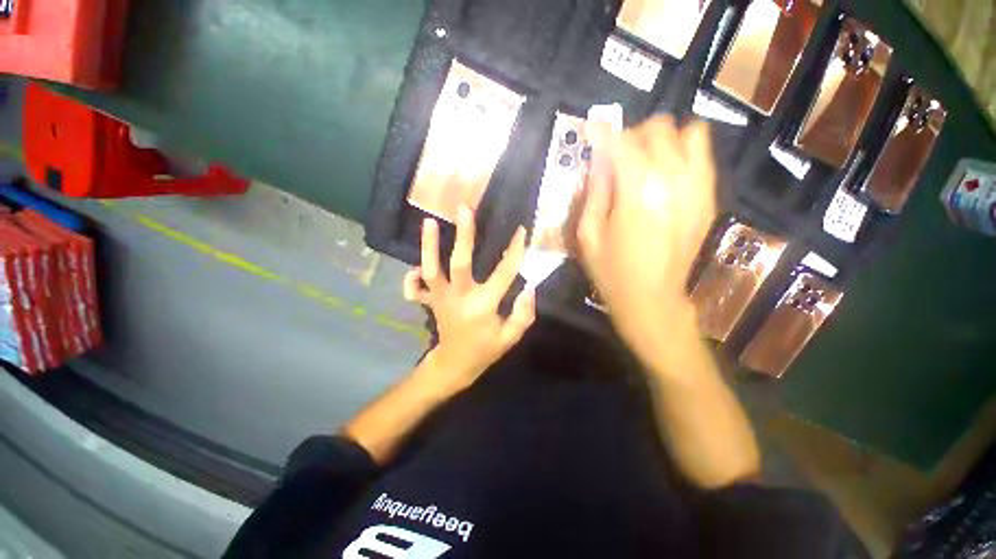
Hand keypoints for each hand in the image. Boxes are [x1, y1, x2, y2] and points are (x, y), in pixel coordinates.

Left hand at [404, 206, 535, 391]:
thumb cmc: (484, 351)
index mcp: (483, 307)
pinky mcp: (429, 301)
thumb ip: (523, 315)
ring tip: (429, 222)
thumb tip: (529, 288)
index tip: (520, 231)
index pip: (502, 274)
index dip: (514, 251)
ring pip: (432, 270)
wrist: (453, 366)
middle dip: (464, 235)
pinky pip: (415, 286)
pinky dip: (412, 275)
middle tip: (464, 208)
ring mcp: (440, 298)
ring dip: (429, 246)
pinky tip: (416, 265)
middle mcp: (459, 298)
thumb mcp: (510, 339)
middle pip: (459, 263)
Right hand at [577, 117, 715, 353]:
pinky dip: (684, 153)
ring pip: (687, 133)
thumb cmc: (611, 270)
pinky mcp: (707, 198)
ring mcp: (697, 187)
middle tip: (616, 157)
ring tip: (645, 162)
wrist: (651, 299)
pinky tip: (667, 173)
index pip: (619, 142)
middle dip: (632, 136)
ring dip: (661, 141)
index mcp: (636, 191)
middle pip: (657, 129)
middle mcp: (673, 179)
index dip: (601, 132)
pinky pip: (703, 156)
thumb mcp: (588, 234)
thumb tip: (598, 161)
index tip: (591, 131)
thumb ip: (593, 191)